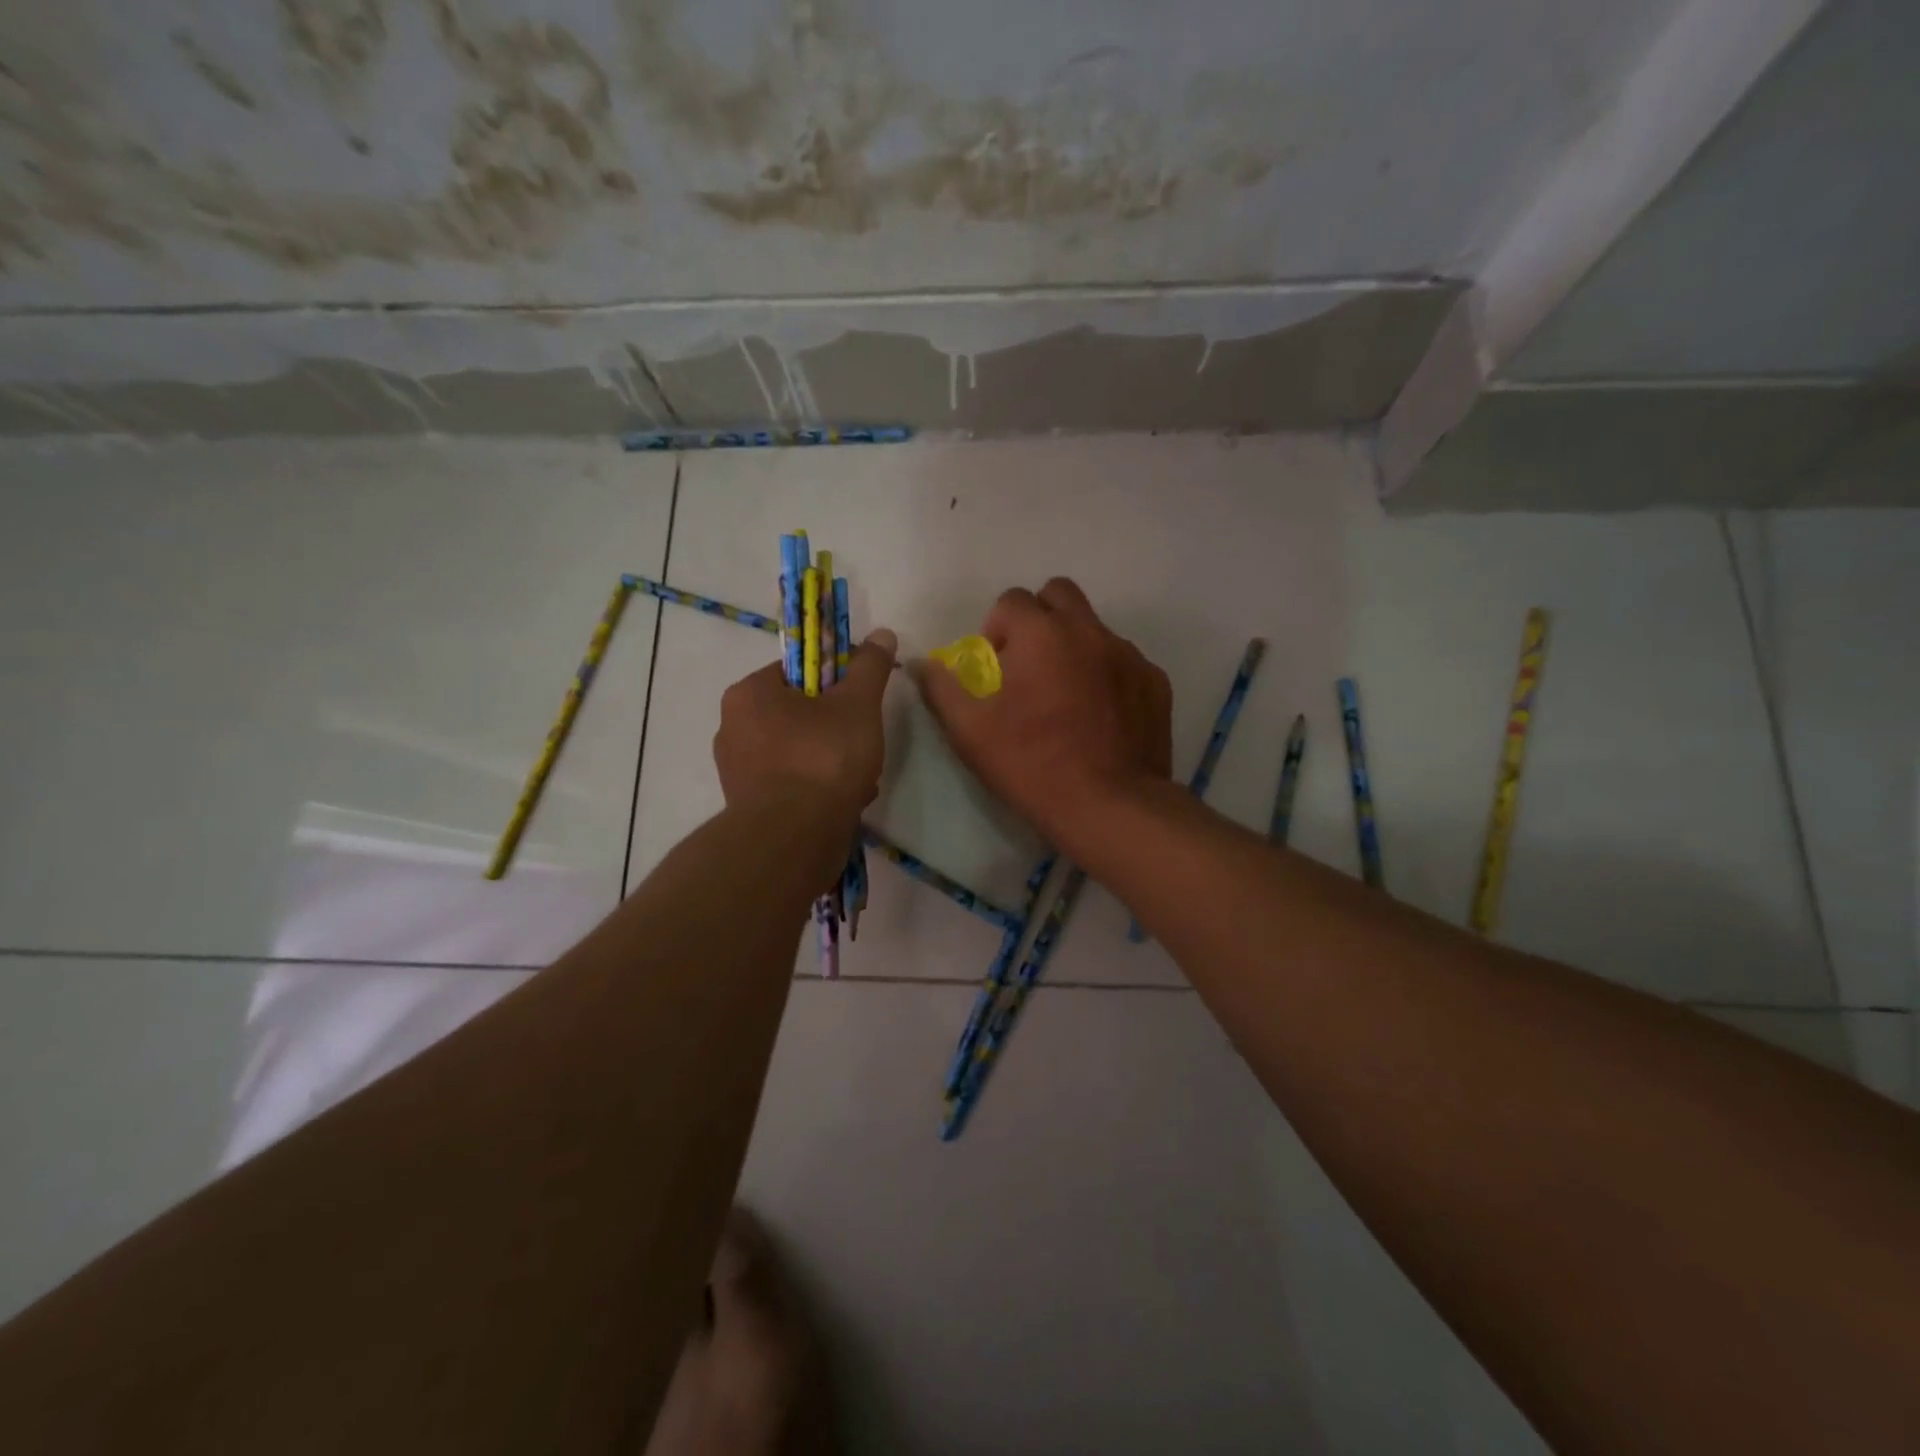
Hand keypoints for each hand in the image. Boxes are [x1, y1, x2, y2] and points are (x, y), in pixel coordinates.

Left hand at [713, 629, 897, 822]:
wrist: (794, 839)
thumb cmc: (822, 759)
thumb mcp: (857, 704)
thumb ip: (870, 667)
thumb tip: (882, 634)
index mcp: (748, 694)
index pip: (797, 672)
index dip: (834, 682)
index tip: (859, 700)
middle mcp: (732, 728)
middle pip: (799, 713)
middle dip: (836, 727)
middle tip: (863, 742)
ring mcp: (737, 772)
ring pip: (799, 751)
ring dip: (832, 761)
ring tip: (860, 779)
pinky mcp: (748, 807)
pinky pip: (791, 784)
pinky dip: (818, 789)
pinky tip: (846, 802)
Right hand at [912, 579, 1170, 848]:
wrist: (1110, 806)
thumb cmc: (1032, 766)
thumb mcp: (971, 732)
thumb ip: (942, 688)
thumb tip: (920, 663)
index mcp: (1041, 633)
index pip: (1011, 600)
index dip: (996, 629)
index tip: (997, 667)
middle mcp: (1088, 631)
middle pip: (1058, 594)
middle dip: (1039, 617)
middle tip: (1030, 663)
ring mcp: (1128, 654)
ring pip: (1093, 628)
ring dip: (1073, 646)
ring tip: (1067, 695)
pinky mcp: (1154, 682)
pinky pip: (1124, 661)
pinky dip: (1107, 675)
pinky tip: (1100, 715)